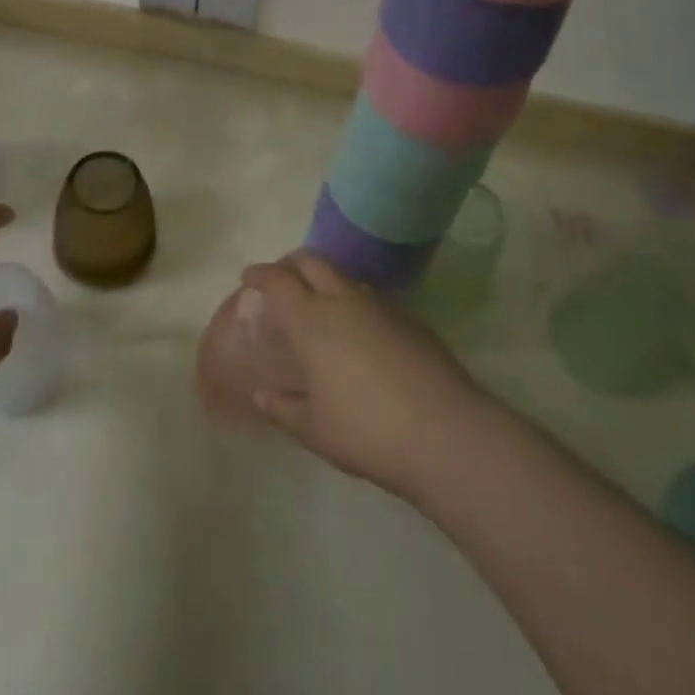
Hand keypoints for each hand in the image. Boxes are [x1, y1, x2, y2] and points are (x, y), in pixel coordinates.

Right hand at [239, 253, 492, 498]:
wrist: (445, 433)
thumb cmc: (366, 430)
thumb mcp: (314, 428)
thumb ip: (283, 408)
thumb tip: (262, 395)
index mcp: (312, 320)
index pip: (278, 281)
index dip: (260, 274)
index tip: (248, 276)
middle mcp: (344, 301)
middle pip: (312, 261)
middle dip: (291, 264)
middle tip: (281, 280)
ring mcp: (382, 306)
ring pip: (345, 276)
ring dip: (325, 280)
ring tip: (319, 304)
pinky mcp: (411, 320)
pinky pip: (371, 298)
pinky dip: (354, 301)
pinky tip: (358, 332)